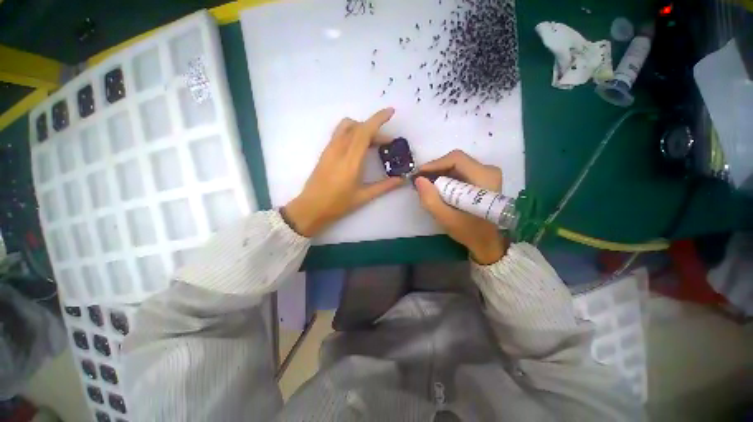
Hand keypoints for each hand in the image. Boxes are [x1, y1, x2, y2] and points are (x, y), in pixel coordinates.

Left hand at [283, 108, 403, 236]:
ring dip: (362, 128)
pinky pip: (340, 134)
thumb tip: (401, 180)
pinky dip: (352, 133)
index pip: (365, 132)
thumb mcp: (363, 196)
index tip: (391, 112)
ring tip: (372, 143)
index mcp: (351, 161)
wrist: (311, 207)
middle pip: (357, 127)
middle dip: (375, 128)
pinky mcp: (325, 152)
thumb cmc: (337, 204)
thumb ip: (384, 186)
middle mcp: (339, 149)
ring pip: (346, 127)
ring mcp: (330, 149)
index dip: (378, 119)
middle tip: (386, 142)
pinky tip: (358, 148)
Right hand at [414, 150, 506, 264]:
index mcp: (484, 177)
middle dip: (435, 170)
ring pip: (456, 165)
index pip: (456, 159)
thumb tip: (418, 179)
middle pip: (456, 161)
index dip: (434, 164)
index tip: (419, 175)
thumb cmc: (470, 231)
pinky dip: (446, 178)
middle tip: (421, 182)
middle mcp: (488, 170)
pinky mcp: (483, 178)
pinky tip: (438, 189)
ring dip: (439, 174)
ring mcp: (487, 173)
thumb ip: (430, 199)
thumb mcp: (446, 218)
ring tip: (427, 186)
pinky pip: (460, 171)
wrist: (488, 241)